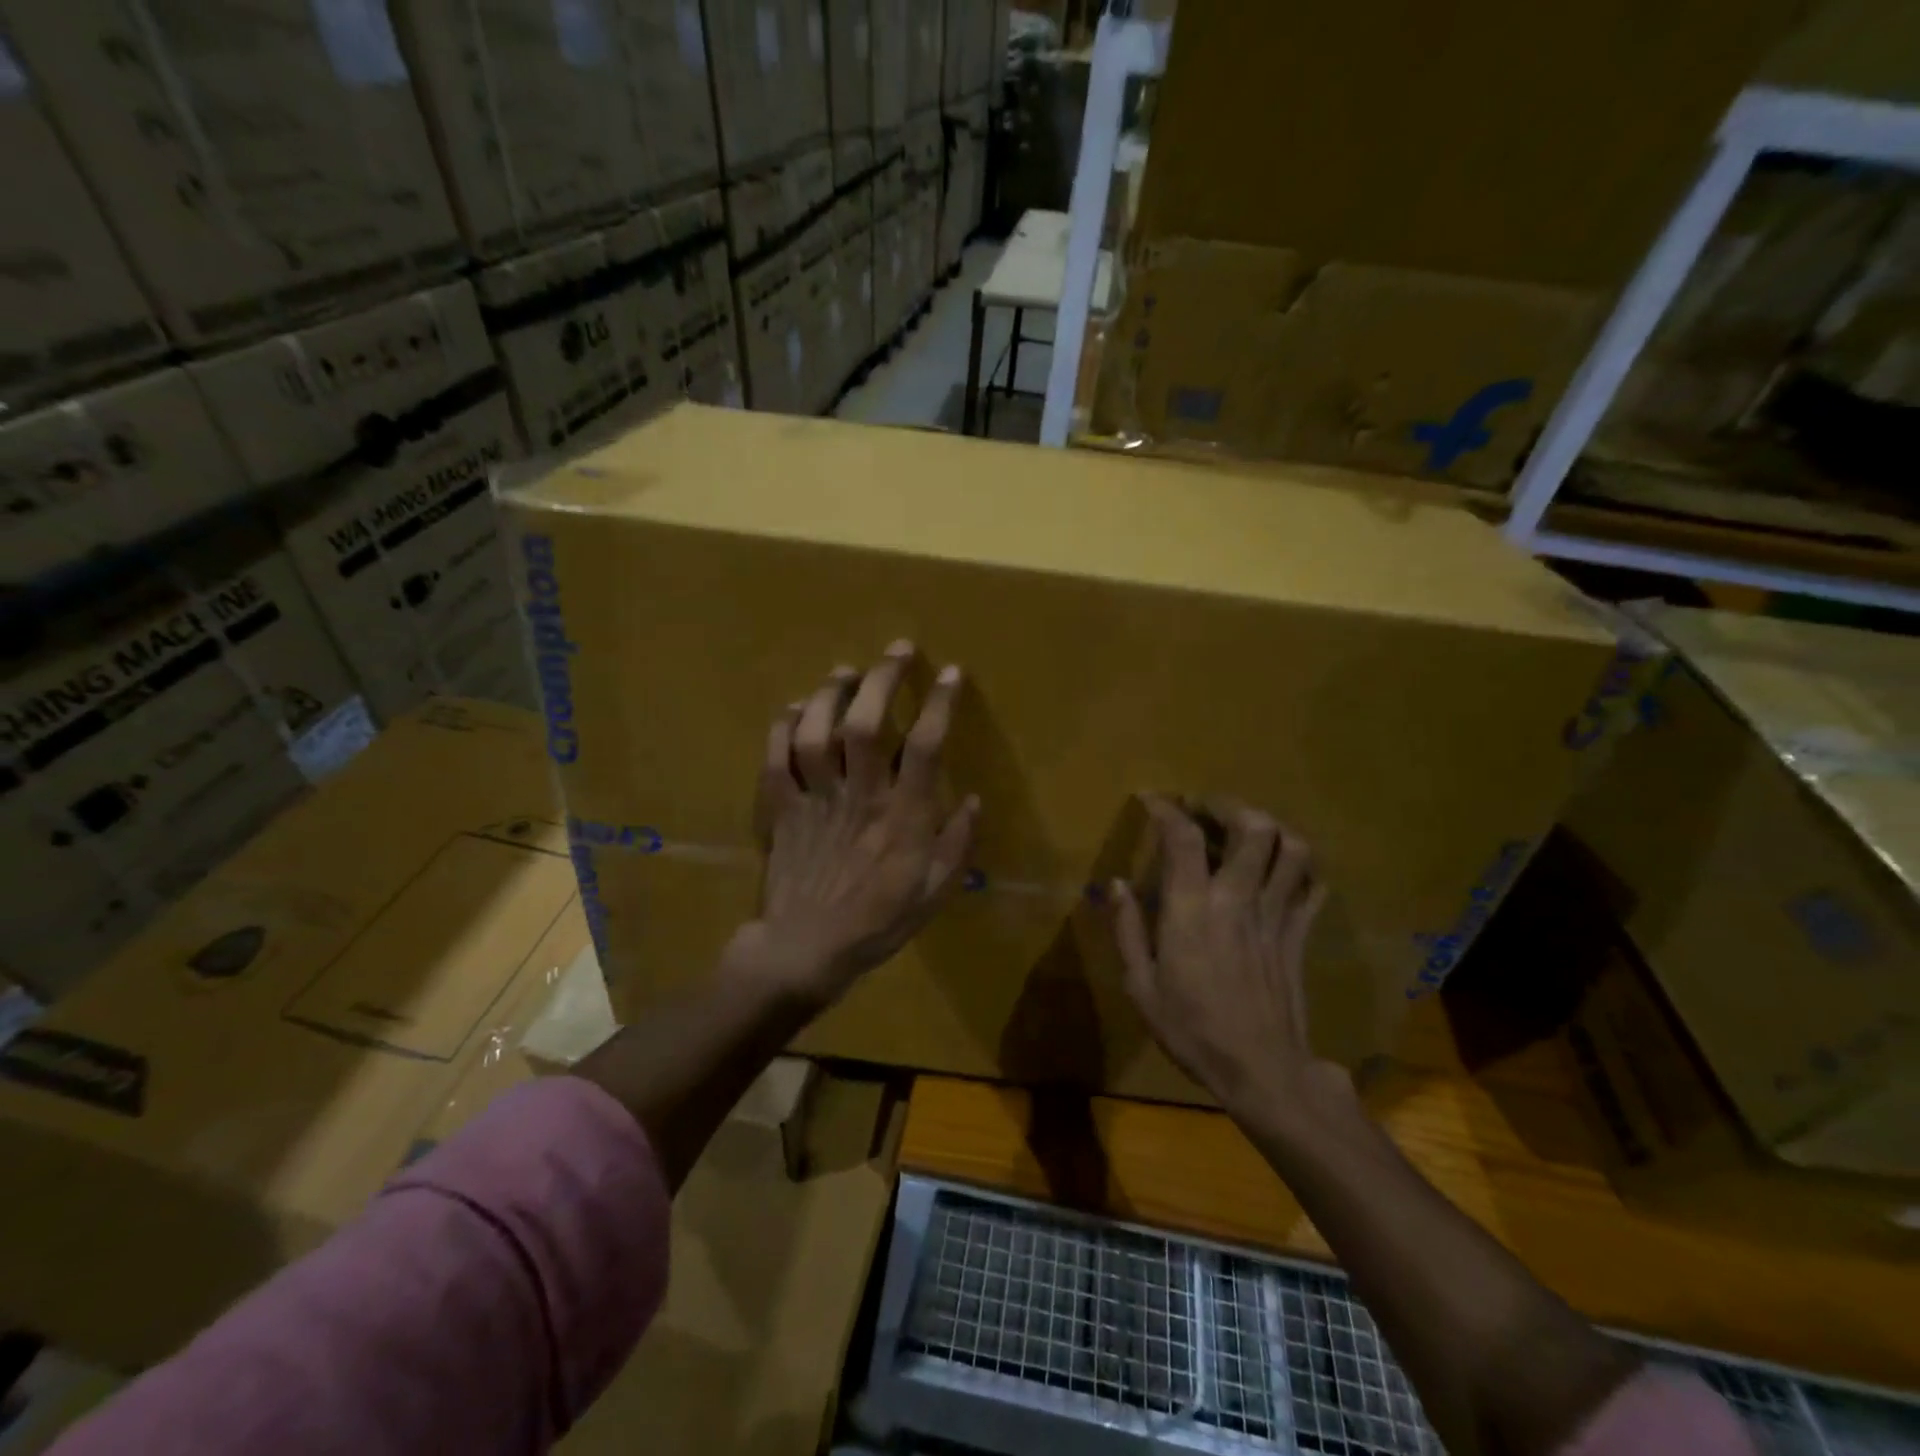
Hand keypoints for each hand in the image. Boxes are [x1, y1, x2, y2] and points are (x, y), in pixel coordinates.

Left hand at [734, 641, 978, 1005]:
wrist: (804, 951)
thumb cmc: (876, 922)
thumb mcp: (934, 893)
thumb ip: (957, 844)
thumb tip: (974, 799)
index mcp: (901, 816)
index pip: (924, 746)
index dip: (938, 704)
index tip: (950, 673)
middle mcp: (858, 796)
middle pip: (865, 724)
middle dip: (882, 679)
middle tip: (896, 649)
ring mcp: (815, 799)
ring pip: (816, 732)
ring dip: (830, 694)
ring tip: (844, 672)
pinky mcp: (782, 809)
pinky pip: (776, 758)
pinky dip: (782, 728)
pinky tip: (794, 709)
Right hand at [1112, 796, 1347, 1117]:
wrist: (1261, 1072)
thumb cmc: (1192, 1029)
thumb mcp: (1141, 985)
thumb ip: (1127, 929)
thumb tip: (1116, 884)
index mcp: (1193, 909)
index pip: (1183, 837)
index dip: (1166, 808)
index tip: (1151, 799)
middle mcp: (1239, 898)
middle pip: (1252, 826)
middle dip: (1227, 805)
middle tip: (1205, 808)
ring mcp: (1277, 914)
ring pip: (1291, 849)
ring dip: (1269, 828)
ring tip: (1245, 831)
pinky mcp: (1300, 934)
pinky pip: (1312, 885)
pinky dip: (1300, 866)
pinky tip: (1281, 868)